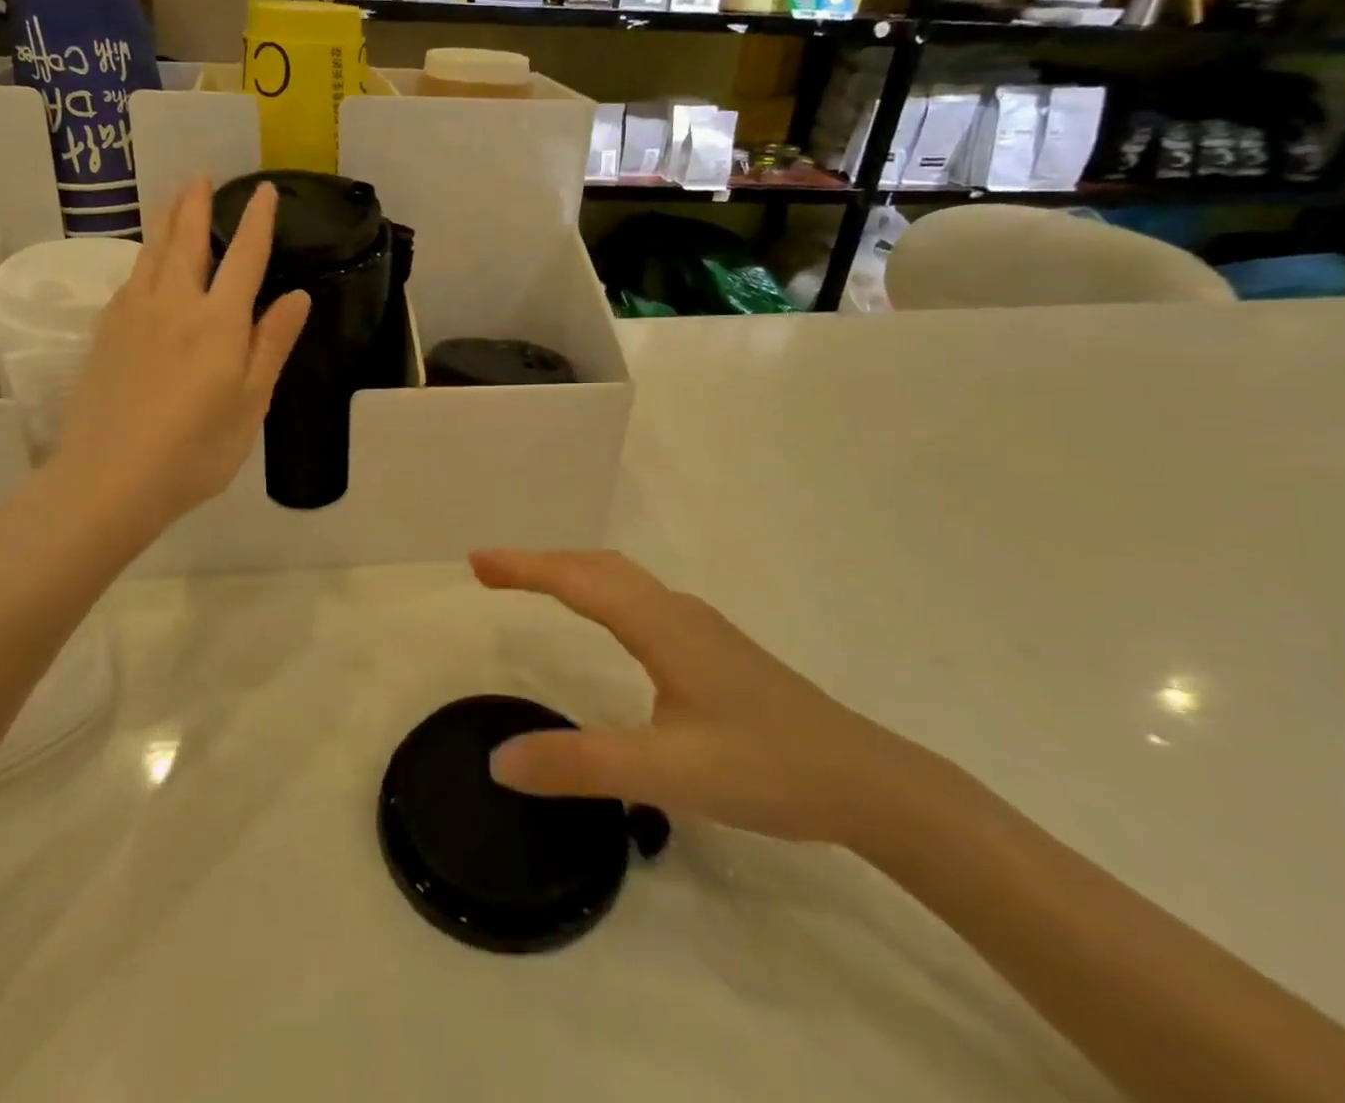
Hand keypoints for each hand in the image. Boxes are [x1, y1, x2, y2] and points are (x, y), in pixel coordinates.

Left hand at [48, 176, 308, 538]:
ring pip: (151, 254)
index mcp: (218, 322)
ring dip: (165, 222)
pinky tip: (143, 262)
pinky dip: (142, 258)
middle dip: (197, 206)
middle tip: (200, 176)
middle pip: (187, 242)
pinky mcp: (105, 334)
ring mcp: (133, 316)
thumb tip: (298, 296)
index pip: (244, 258)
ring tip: (172, 198)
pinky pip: (129, 279)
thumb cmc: (196, 449)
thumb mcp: (250, 402)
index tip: (265, 191)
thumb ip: (271, 344)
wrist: (110, 478)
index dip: (257, 222)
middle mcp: (174, 305)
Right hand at [473, 549, 921, 846]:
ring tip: (533, 583)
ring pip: (623, 579)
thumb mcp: (667, 775)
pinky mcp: (714, 649)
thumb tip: (499, 760)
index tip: (477, 563)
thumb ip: (581, 766)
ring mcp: (700, 628)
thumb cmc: (767, 768)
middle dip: (541, 561)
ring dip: (572, 571)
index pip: (579, 580)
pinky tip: (604, 620)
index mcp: (662, 626)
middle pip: (599, 567)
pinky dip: (600, 591)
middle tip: (490, 571)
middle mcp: (678, 613)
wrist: (867, 781)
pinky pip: (640, 599)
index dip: (525, 567)